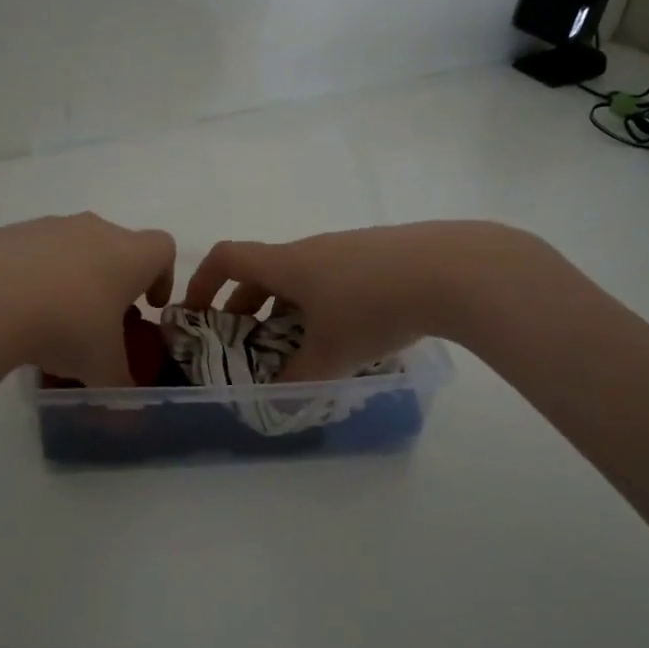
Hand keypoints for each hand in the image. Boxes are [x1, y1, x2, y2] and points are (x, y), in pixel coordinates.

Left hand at [0, 213, 174, 386]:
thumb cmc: (66, 327)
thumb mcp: (100, 368)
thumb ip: (120, 386)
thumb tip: (127, 411)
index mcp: (129, 255)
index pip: (163, 248)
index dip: (162, 276)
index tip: (148, 305)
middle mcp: (94, 230)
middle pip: (117, 246)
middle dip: (115, 280)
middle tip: (101, 320)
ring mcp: (48, 227)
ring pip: (73, 248)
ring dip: (73, 277)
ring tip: (53, 320)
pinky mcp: (8, 233)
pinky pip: (32, 253)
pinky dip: (33, 277)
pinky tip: (15, 311)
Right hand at [182, 221, 541, 380]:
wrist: (452, 270)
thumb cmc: (375, 307)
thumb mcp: (331, 353)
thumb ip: (297, 379)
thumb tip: (274, 399)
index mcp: (287, 264)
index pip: (227, 258)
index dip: (203, 282)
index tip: (196, 312)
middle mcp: (311, 249)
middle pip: (263, 270)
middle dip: (245, 306)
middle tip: (246, 343)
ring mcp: (347, 248)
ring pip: (301, 276)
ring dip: (286, 307)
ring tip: (298, 345)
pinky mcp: (380, 254)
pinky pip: (333, 276)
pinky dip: (321, 302)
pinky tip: (347, 333)